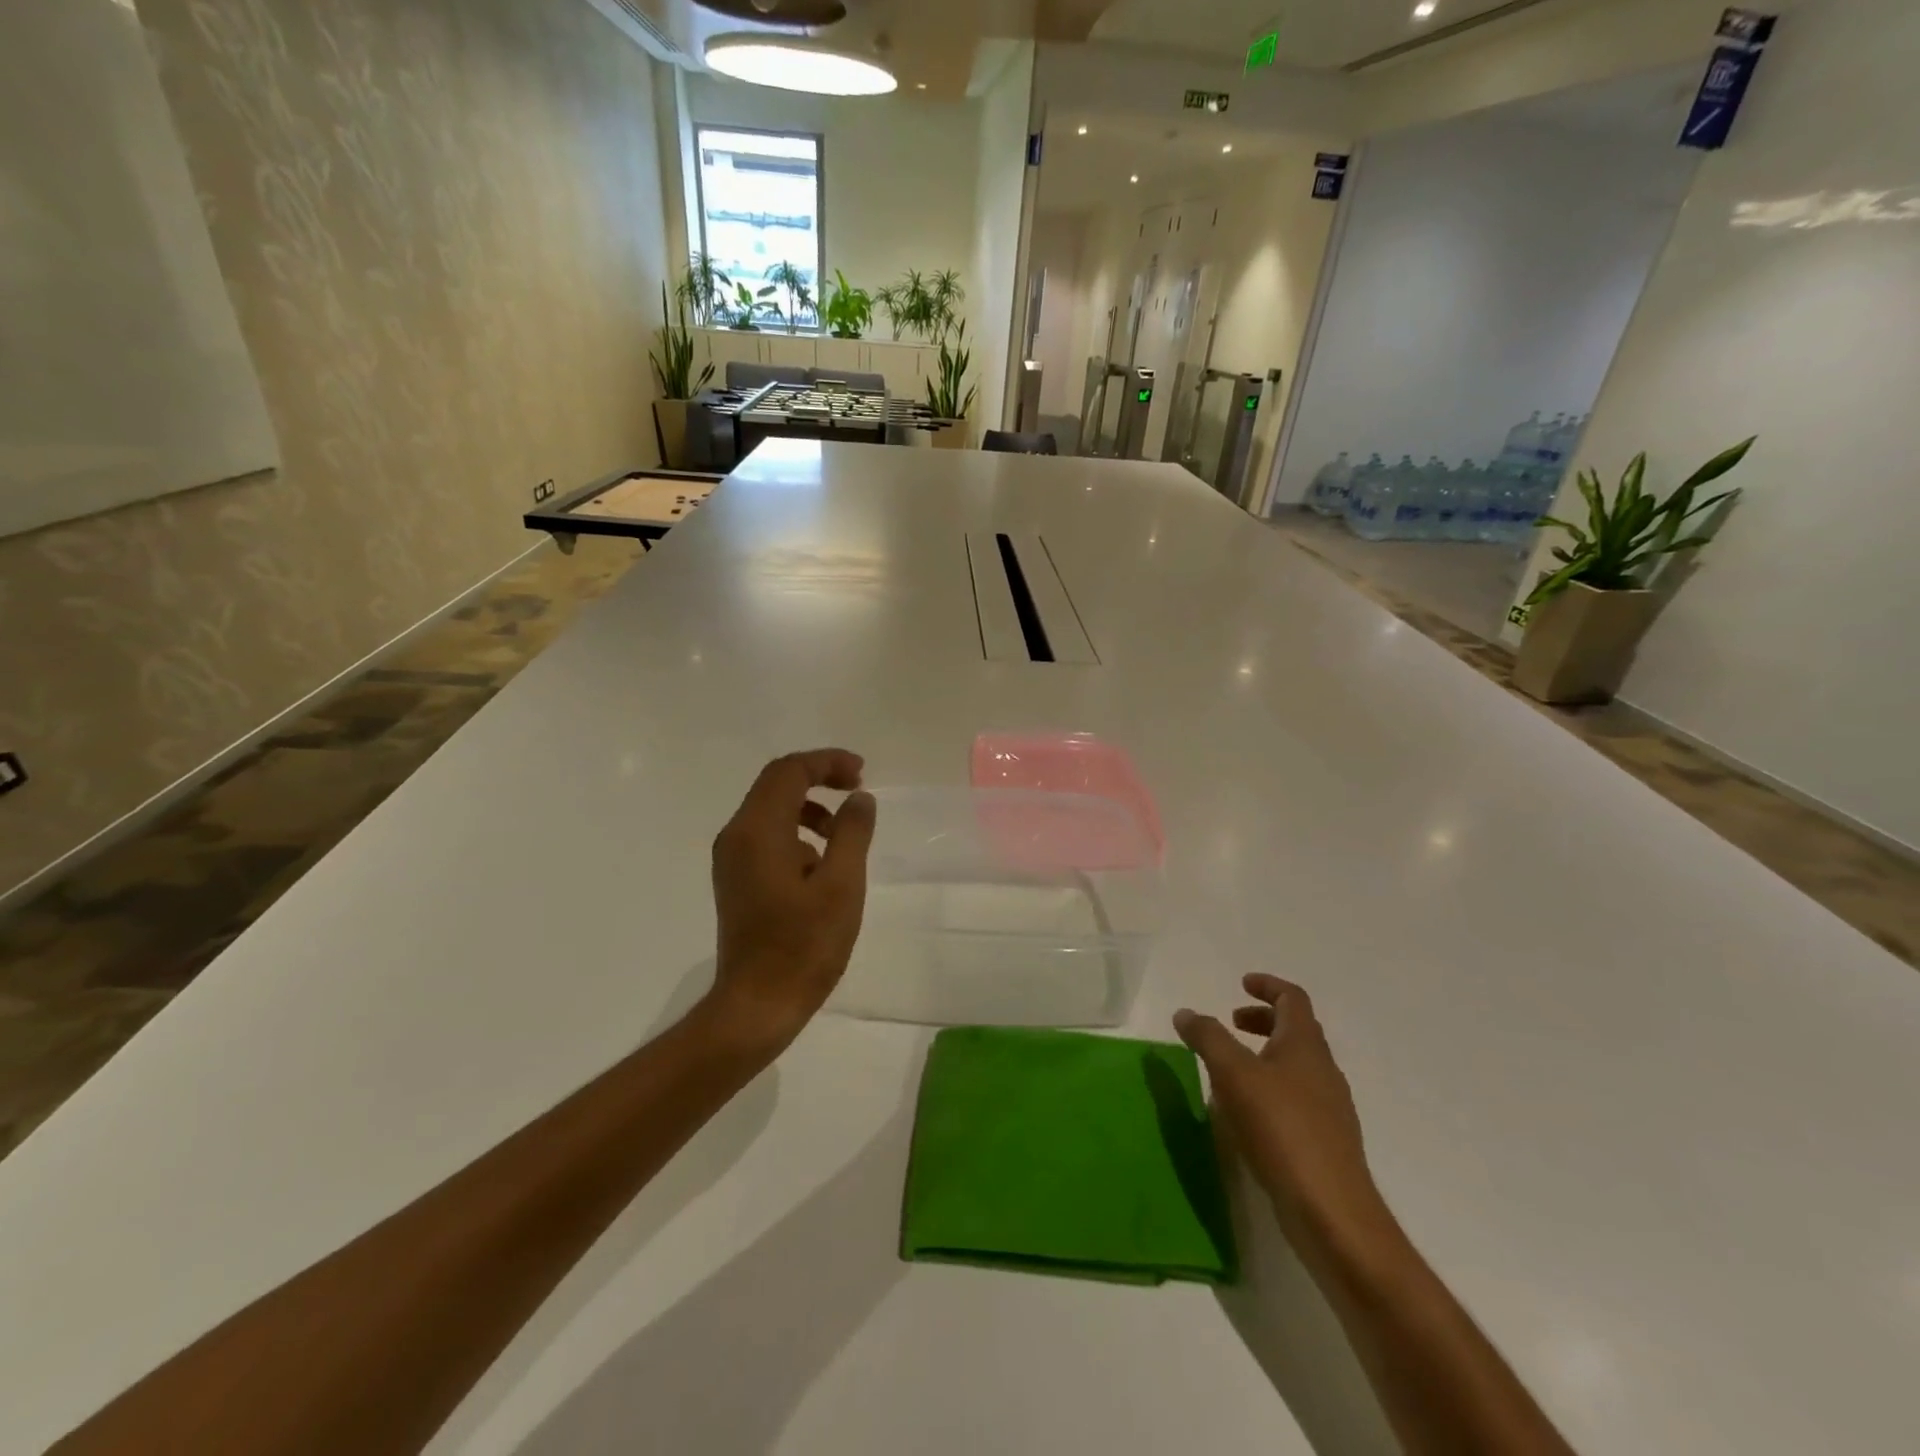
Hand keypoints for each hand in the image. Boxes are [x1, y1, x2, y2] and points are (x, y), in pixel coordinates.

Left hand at [706, 749, 876, 1052]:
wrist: (758, 1005)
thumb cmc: (803, 946)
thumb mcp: (841, 885)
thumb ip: (852, 833)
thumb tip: (860, 799)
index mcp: (758, 831)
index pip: (789, 772)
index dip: (827, 762)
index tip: (862, 774)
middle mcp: (736, 836)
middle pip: (776, 784)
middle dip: (819, 778)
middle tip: (858, 790)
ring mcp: (732, 859)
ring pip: (771, 810)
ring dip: (809, 807)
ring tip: (844, 832)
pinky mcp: (737, 879)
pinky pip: (767, 836)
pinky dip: (797, 832)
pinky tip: (822, 864)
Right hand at [1175, 976, 1389, 1251]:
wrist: (1332, 1212)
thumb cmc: (1282, 1129)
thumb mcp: (1234, 1074)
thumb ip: (1208, 1038)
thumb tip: (1186, 1013)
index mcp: (1305, 1045)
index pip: (1293, 998)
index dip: (1268, 986)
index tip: (1241, 983)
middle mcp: (1323, 1069)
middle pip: (1296, 1029)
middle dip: (1263, 1019)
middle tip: (1231, 1022)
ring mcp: (1330, 1108)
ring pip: (1297, 1065)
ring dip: (1266, 1055)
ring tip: (1232, 1068)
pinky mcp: (1326, 1141)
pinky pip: (1297, 1098)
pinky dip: (1271, 1088)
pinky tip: (1248, 1113)